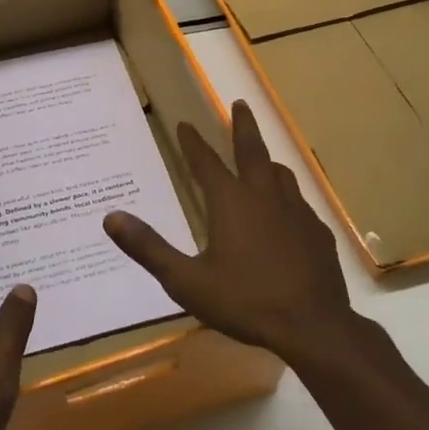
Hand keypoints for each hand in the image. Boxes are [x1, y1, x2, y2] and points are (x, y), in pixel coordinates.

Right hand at [103, 100, 353, 363]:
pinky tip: (288, 213)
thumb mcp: (186, 281)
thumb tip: (111, 217)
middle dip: (243, 125)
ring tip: (264, 158)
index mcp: (231, 202)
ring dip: (268, 161)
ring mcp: (297, 213)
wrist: (313, 326)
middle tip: (240, 103)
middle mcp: (265, 197)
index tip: (185, 124)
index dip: (193, 143)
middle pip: (253, 151)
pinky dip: (288, 197)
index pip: (206, 162)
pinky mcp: (318, 233)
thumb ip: (149, 248)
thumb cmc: (245, 301)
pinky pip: (300, 204)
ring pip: (282, 174)